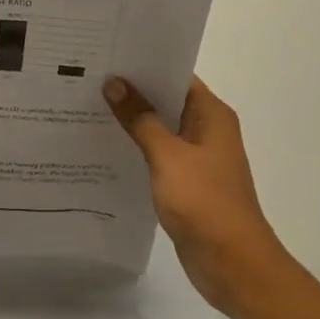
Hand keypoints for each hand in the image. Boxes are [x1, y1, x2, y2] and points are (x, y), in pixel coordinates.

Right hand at [103, 75, 292, 318]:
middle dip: (133, 92)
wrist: (232, 263)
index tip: (109, 56)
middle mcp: (207, 131)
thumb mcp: (168, 156)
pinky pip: (158, 157)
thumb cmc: (204, 201)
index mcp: (211, 115)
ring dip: (132, 122)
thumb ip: (140, 119)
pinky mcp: (187, 184)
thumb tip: (114, 83)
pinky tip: (105, 148)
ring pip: (160, 130)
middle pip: (167, 101)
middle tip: (89, 79)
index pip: (177, 76)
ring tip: (87, 108)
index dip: (145, 65)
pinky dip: (137, 150)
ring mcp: (197, 159)